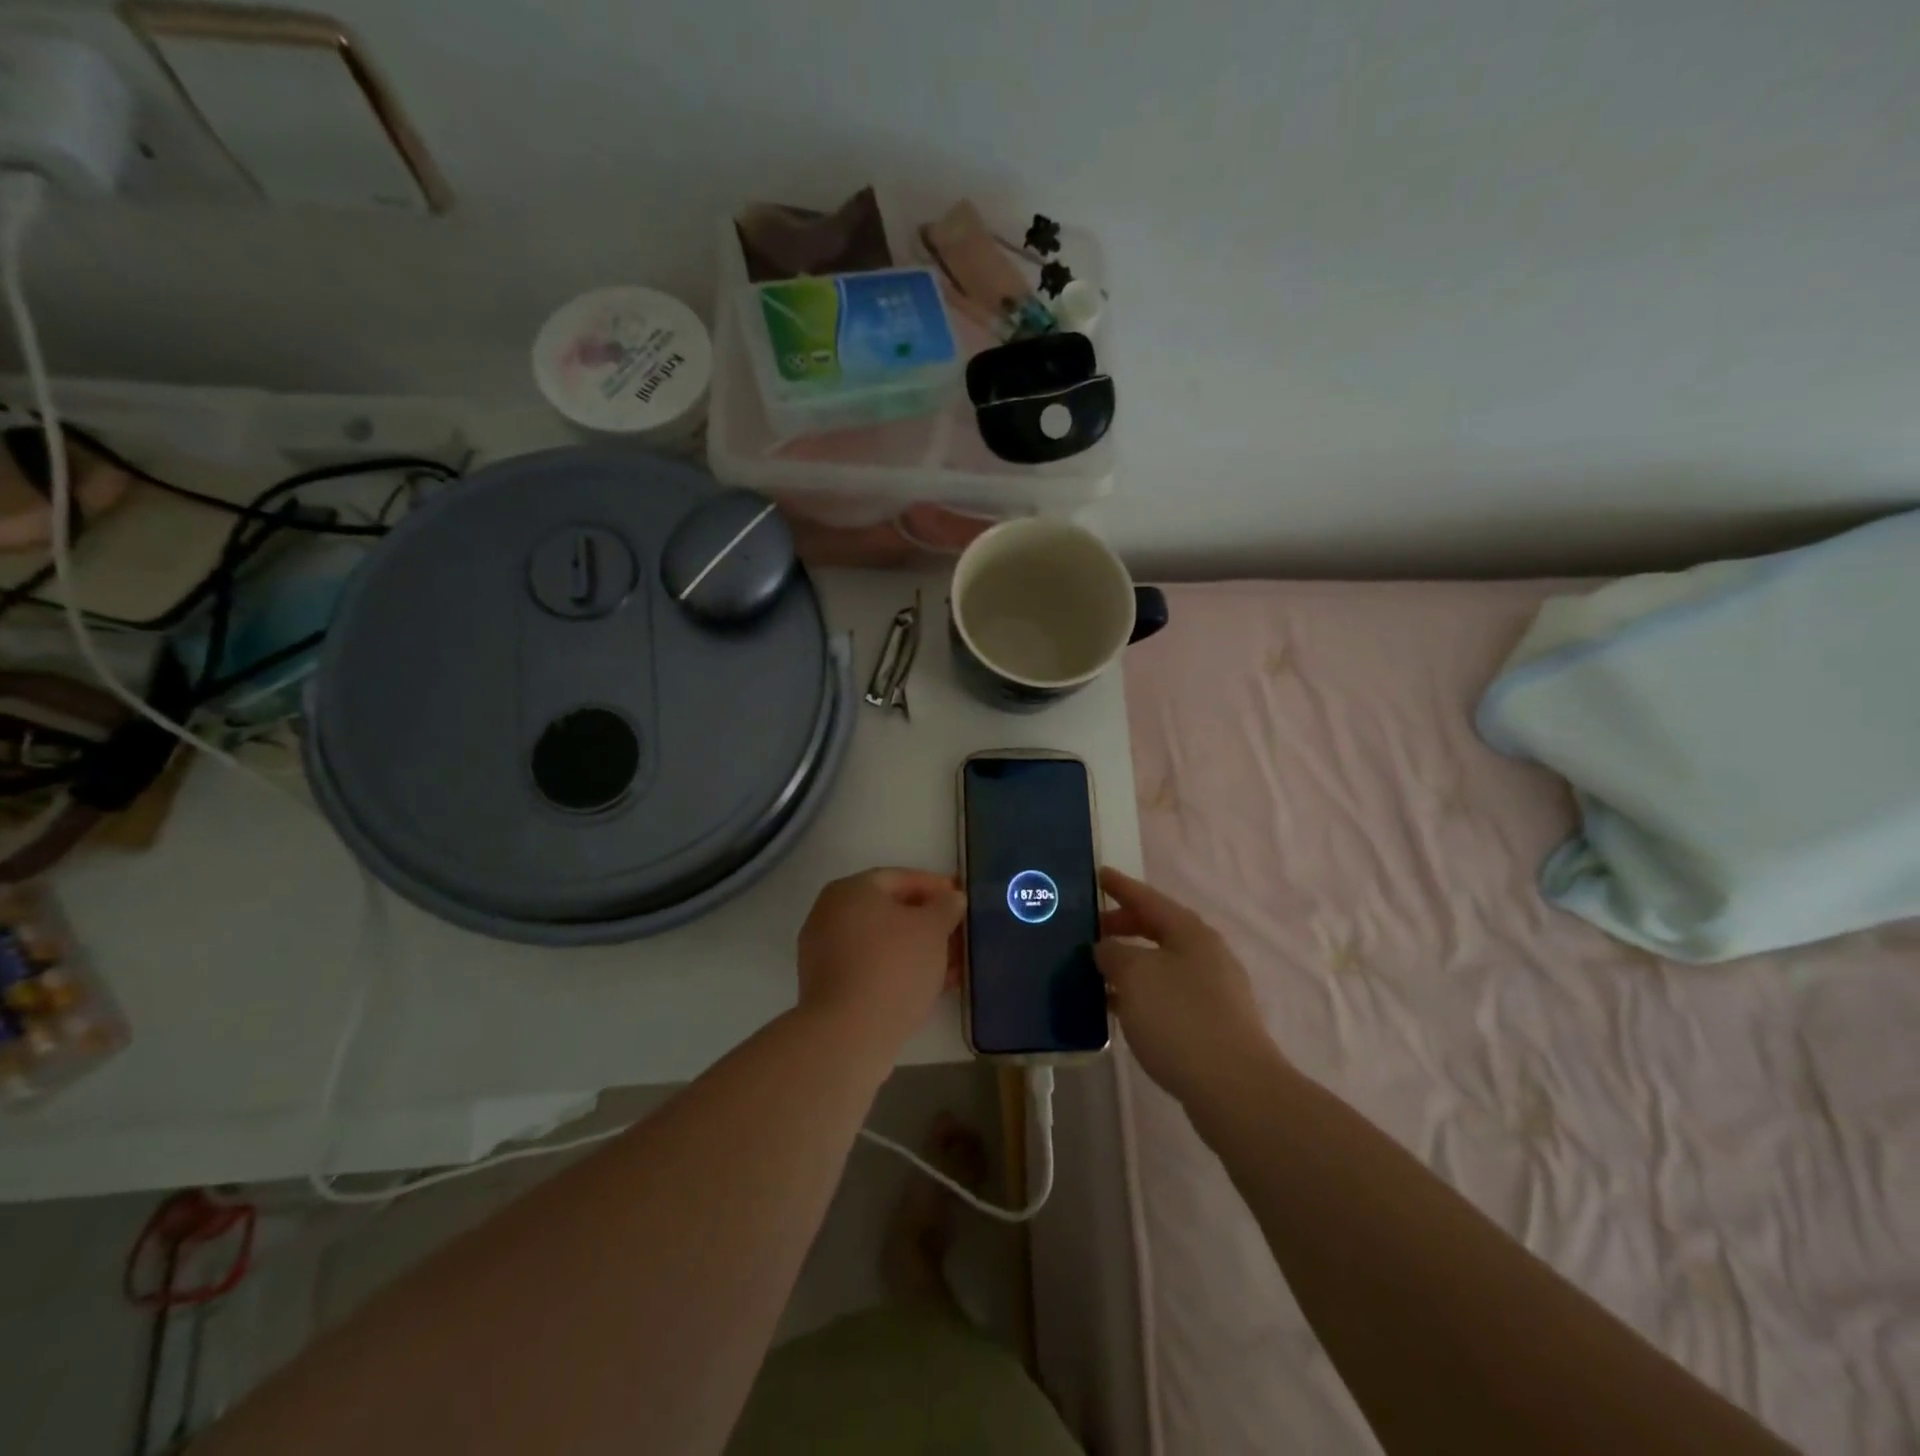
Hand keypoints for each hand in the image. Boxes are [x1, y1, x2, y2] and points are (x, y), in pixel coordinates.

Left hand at [797, 869, 965, 1054]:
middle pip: (890, 911)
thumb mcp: (932, 929)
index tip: (960, 899)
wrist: (849, 1034)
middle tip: (959, 933)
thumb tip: (951, 898)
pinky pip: (872, 968)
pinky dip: (901, 970)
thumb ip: (945, 906)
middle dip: (928, 922)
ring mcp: (825, 952)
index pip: (899, 878)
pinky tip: (932, 985)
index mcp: (850, 890)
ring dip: (919, 950)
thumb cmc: (893, 966)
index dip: (934, 887)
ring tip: (955, 964)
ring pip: (883, 943)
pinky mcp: (829, 987)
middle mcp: (830, 914)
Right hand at [1097, 867, 1277, 1104]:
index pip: (1149, 899)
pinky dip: (1142, 994)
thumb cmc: (1180, 1019)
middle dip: (1124, 927)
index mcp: (1191, 933)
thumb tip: (1107, 948)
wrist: (1234, 1088)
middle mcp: (1207, 955)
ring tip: (1097, 971)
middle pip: (1159, 930)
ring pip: (1163, 965)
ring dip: (1131, 964)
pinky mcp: (1213, 1025)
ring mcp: (1214, 992)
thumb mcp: (1135, 976)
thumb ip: (1114, 954)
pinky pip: (1169, 995)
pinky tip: (1121, 1009)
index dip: (1121, 887)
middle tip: (1090, 931)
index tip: (1098, 874)